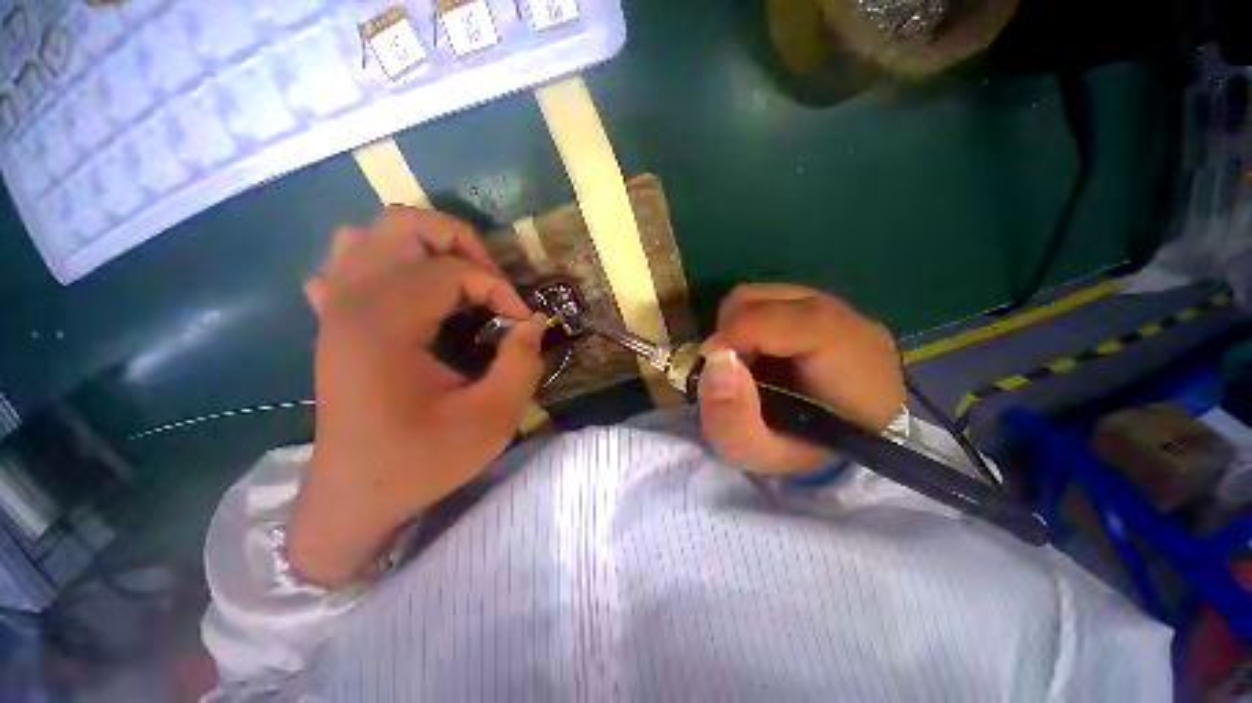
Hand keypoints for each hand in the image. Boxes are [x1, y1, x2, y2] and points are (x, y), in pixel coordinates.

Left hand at [287, 207, 545, 586]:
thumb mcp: (492, 419)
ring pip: (371, 235)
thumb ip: (521, 363)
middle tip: (491, 283)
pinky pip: (348, 265)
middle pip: (402, 225)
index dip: (500, 288)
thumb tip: (533, 323)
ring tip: (457, 282)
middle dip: (461, 244)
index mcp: (385, 325)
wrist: (357, 497)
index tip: (522, 323)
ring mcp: (335, 309)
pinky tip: (410, 295)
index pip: (452, 270)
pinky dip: (384, 264)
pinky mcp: (334, 323)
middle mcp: (352, 302)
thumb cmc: (421, 461)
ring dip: (424, 248)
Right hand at [697, 284, 904, 475]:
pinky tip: (758, 353)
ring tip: (744, 363)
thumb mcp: (759, 454)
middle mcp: (849, 321)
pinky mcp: (819, 305)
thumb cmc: (803, 452)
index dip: (739, 332)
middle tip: (730, 371)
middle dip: (730, 333)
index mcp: (851, 360)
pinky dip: (746, 323)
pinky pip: (767, 299)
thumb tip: (716, 357)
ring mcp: (836, 307)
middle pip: (765, 300)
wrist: (843, 442)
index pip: (790, 319)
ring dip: (735, 328)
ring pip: (760, 295)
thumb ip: (732, 417)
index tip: (712, 362)